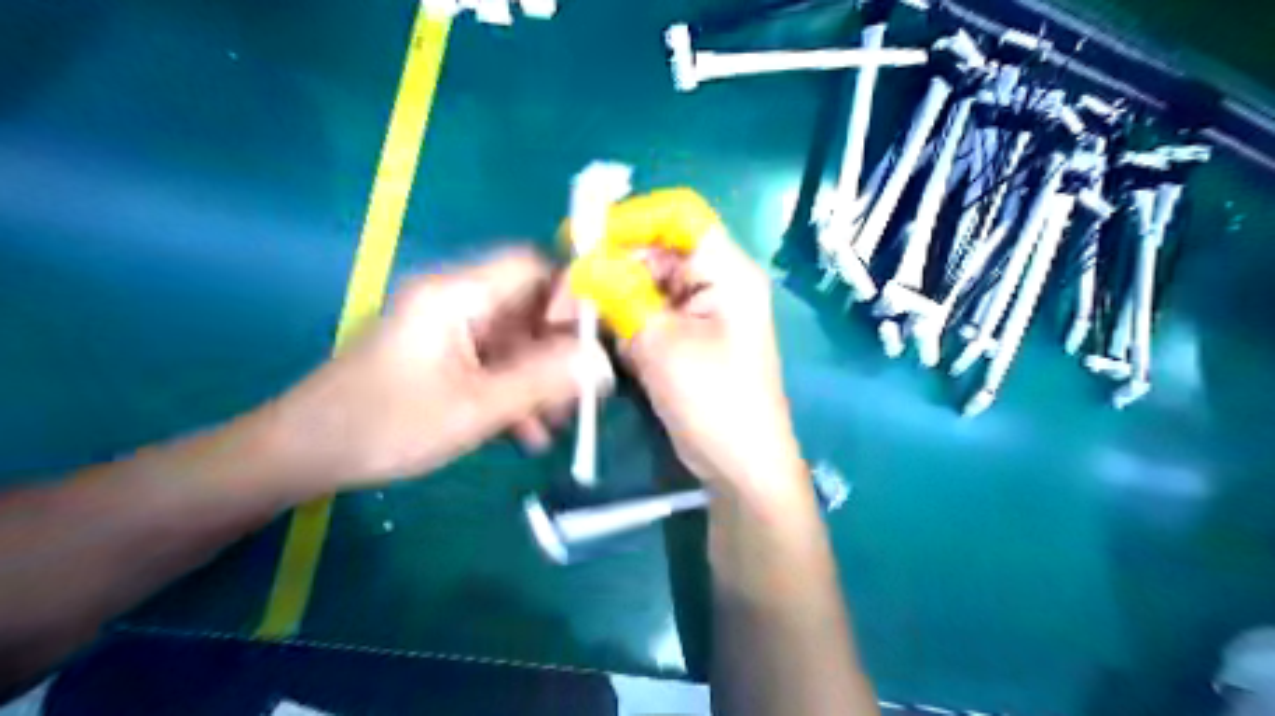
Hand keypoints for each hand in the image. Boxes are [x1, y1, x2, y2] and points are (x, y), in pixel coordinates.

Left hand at [269, 245, 611, 490]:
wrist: (304, 454)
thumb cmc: (386, 424)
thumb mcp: (476, 408)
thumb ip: (544, 383)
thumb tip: (603, 365)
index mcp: (456, 295)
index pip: (530, 266)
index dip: (569, 294)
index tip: (595, 340)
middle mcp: (455, 302)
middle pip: (527, 309)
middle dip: (558, 352)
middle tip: (580, 395)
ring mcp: (448, 331)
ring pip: (515, 342)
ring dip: (539, 380)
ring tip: (553, 425)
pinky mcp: (443, 357)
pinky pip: (493, 364)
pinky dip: (514, 391)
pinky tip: (524, 433)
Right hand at [570, 190, 803, 504]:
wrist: (740, 468)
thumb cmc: (714, 403)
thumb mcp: (662, 345)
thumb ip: (620, 295)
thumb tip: (582, 261)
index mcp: (725, 271)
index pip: (678, 215)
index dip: (631, 220)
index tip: (584, 241)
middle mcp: (713, 282)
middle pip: (653, 251)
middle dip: (609, 269)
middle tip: (567, 299)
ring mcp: (697, 312)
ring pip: (643, 285)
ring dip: (611, 302)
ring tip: (580, 327)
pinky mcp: (682, 338)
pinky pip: (645, 314)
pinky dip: (623, 326)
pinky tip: (612, 350)